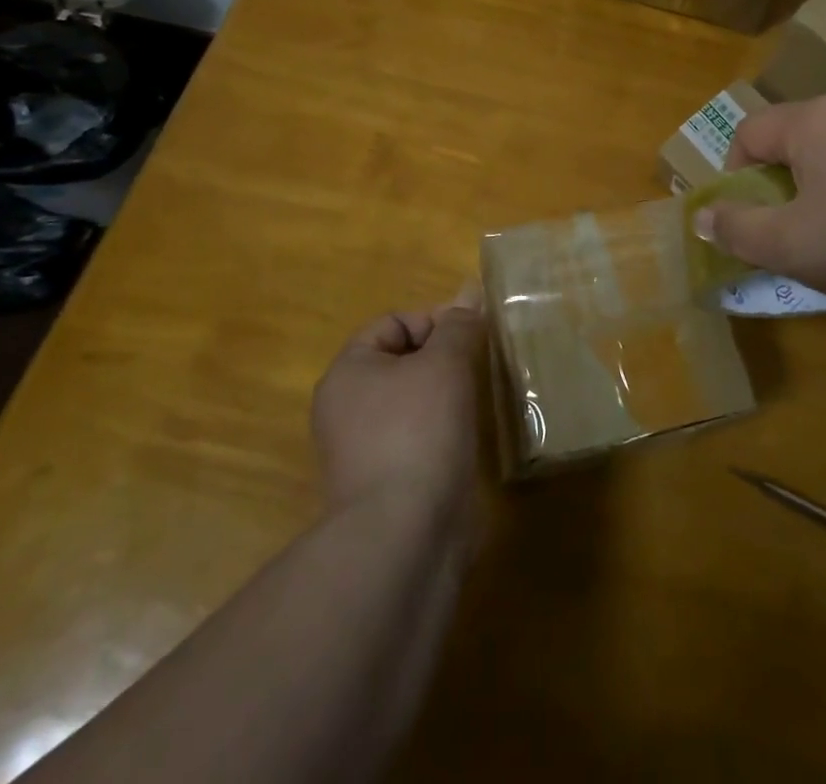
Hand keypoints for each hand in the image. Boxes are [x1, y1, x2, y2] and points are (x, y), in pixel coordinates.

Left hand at [311, 282, 484, 518]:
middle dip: (443, 359)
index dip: (434, 321)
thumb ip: (459, 325)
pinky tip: (467, 440)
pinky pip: (418, 439)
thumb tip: (469, 289)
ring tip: (479, 401)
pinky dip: (443, 433)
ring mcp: (363, 450)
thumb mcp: (445, 363)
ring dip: (447, 396)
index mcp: (348, 372)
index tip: (470, 338)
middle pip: (403, 361)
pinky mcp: (385, 484)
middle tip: (478, 367)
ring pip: (413, 402)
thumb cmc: (419, 431)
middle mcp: (346, 408)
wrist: (404, 536)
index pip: (394, 323)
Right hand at [693, 93, 825, 322]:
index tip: (749, 215)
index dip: (735, 173)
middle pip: (792, 135)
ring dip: (820, 180)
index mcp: (814, 118)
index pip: (749, 132)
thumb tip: (701, 216)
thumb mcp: (792, 245)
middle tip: (791, 225)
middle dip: (780, 179)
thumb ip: (737, 228)